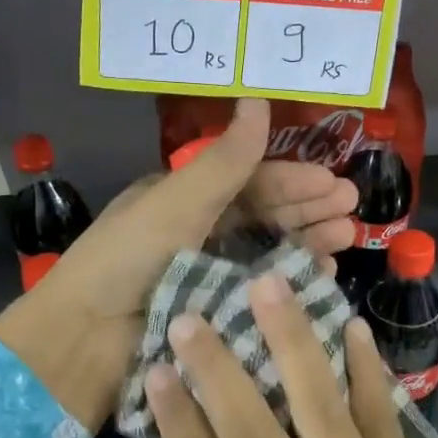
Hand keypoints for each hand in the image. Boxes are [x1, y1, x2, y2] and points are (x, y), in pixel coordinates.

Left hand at [0, 99, 355, 429]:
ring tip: (345, 237)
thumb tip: (258, 98)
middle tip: (352, 208)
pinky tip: (320, 274)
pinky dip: (290, 280)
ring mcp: (206, 274)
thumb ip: (224, 159)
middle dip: (308, 208)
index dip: (291, 180)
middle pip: (263, 215)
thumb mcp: (177, 201)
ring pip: (267, 251)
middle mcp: (197, 232)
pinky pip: (260, 289)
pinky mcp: (213, 312)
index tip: (333, 183)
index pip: (248, 182)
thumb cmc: (128, 259)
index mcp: (183, 199)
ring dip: (307, 241)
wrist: (85, 339)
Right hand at [147, 276, 437, 437]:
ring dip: (293, 343)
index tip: (158, 361)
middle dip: (220, 368)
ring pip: (322, 411)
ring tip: (271, 287)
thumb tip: (204, 437)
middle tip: (196, 313)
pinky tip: (350, 327)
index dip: (178, 414)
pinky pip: (385, 424)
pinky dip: (367, 373)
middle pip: (257, 433)